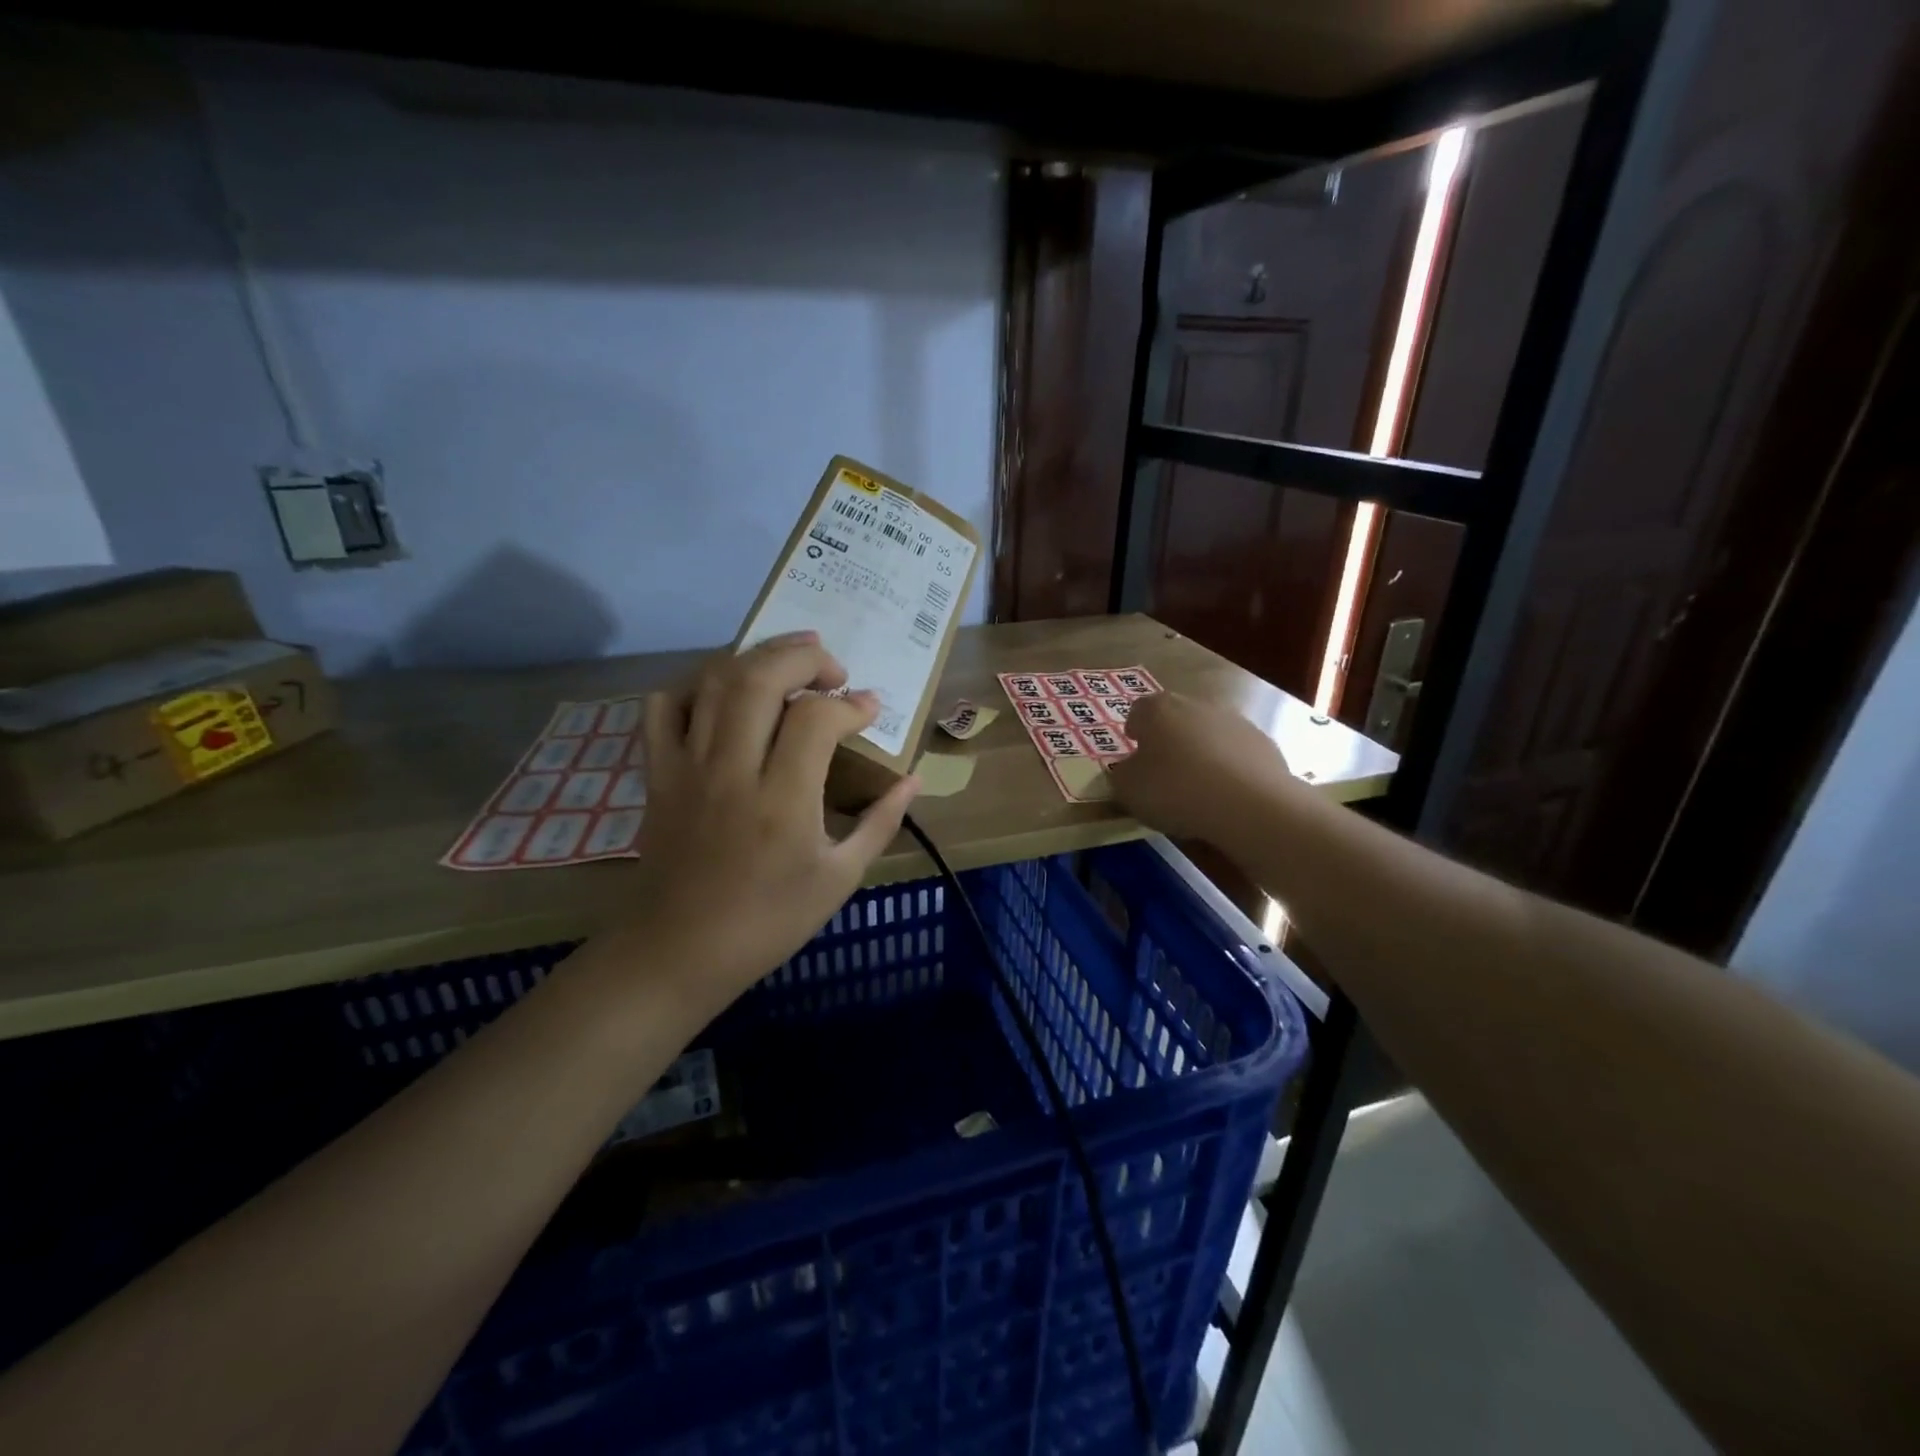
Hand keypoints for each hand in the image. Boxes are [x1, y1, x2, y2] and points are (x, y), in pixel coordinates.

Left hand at [617, 632, 919, 1010]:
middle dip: (804, 657)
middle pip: (760, 678)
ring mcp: (687, 766)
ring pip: (715, 681)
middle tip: (833, 670)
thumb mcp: (839, 879)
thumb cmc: (769, 921)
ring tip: (790, 661)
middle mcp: (732, 770)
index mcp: (783, 802)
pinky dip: (697, 684)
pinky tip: (727, 694)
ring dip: (758, 657)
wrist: (680, 951)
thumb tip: (914, 779)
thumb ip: (880, 822)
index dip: (851, 704)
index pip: (816, 719)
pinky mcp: (658, 772)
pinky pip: (664, 706)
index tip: (871, 709)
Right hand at [1108, 691, 1296, 841]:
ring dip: (1202, 752)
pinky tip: (1227, 795)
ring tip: (1199, 788)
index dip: (1134, 731)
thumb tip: (1129, 769)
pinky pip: (1237, 753)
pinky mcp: (1265, 743)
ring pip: (1209, 733)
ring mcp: (1235, 721)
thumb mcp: (1128, 789)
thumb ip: (1122, 774)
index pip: (1138, 711)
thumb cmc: (1174, 789)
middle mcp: (1197, 704)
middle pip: (1176, 718)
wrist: (1248, 803)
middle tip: (1164, 772)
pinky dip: (1230, 767)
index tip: (1135, 752)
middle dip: (1169, 740)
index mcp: (1158, 709)